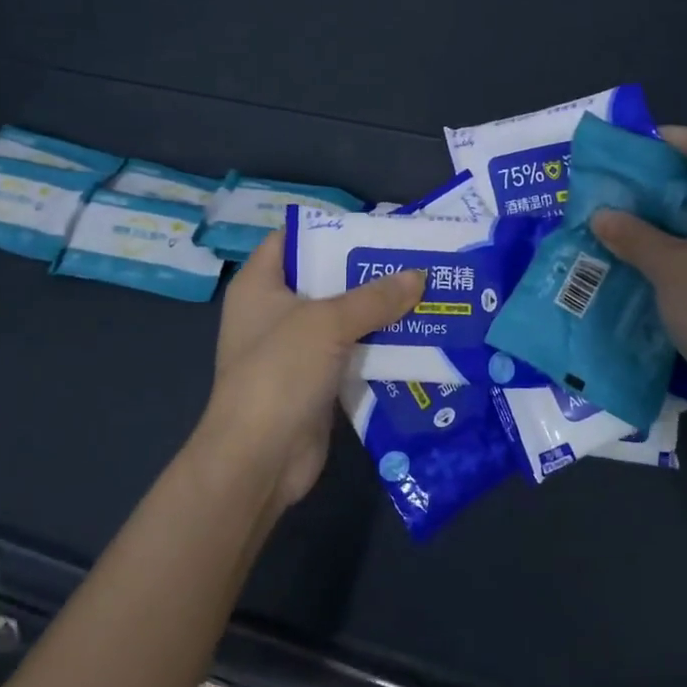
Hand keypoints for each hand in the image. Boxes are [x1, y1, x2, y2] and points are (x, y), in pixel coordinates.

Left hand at [195, 232, 423, 512]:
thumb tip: (418, 275)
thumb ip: (374, 298)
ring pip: (343, 318)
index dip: (330, 227)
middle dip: (368, 270)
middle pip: (325, 277)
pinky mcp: (316, 381)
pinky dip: (379, 345)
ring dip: (380, 310)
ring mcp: (295, 349)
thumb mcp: (327, 324)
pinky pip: (352, 352)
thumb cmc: (280, 373)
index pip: (293, 238)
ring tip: (427, 291)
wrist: (258, 460)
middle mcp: (275, 311)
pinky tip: (418, 335)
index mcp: (260, 284)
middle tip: (415, 258)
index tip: (376, 227)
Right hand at [591, 127, 686, 423]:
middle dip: (661, 180)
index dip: (670, 139)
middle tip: (617, 185)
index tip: (628, 146)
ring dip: (665, 217)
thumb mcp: (671, 269)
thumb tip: (601, 215)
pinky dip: (678, 247)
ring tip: (622, 219)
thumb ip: (634, 236)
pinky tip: (643, 258)